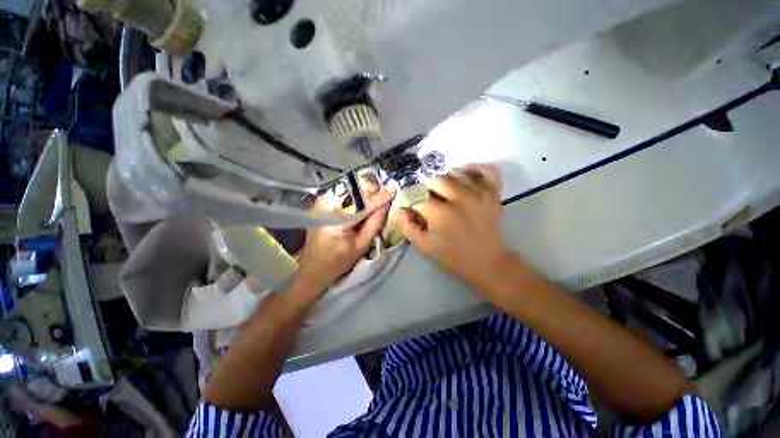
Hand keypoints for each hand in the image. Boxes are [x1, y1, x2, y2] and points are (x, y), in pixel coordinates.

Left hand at [297, 176, 393, 292]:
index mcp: (335, 222)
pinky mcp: (319, 204)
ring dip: (363, 189)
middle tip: (385, 190)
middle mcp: (325, 208)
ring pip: (347, 189)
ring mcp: (320, 204)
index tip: (393, 190)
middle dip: (370, 188)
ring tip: (376, 193)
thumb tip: (385, 204)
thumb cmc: (339, 261)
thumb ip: (375, 223)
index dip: (378, 197)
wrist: (313, 267)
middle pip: (352, 191)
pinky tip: (363, 197)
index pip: (361, 204)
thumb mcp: (362, 246)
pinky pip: (341, 192)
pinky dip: (354, 193)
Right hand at [398, 165, 516, 293]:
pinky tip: (467, 179)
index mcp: (441, 213)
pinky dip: (475, 170)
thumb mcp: (423, 246)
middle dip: (428, 190)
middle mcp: (460, 198)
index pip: (417, 196)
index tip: (414, 207)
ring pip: (456, 172)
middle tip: (431, 202)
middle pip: (436, 179)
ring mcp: (479, 193)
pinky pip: (486, 170)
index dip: (412, 201)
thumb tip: (402, 208)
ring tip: (447, 194)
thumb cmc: (452, 257)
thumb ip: (407, 226)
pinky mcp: (494, 193)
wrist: (487, 264)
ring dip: (447, 181)